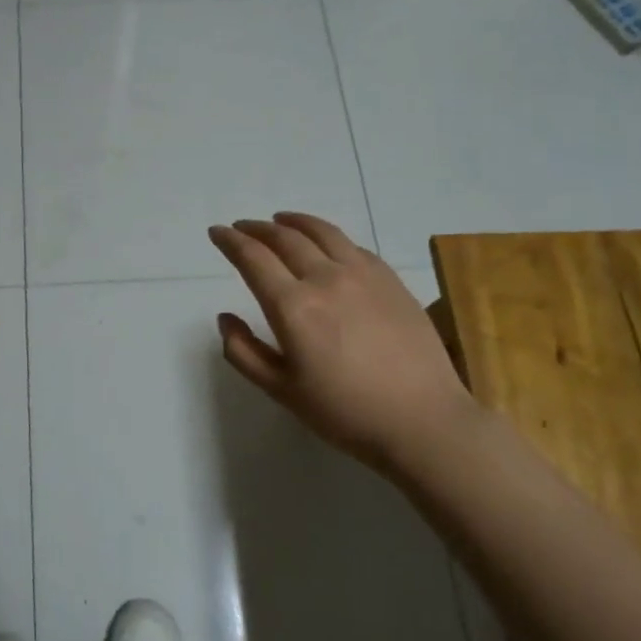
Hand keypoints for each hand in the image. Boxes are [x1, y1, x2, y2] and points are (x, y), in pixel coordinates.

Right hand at [208, 212, 475, 474]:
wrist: (423, 420)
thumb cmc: (344, 412)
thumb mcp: (281, 390)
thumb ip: (243, 352)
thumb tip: (225, 317)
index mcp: (293, 306)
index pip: (253, 258)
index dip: (230, 241)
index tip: (217, 232)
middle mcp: (325, 278)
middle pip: (284, 238)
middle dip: (256, 229)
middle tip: (242, 227)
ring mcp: (363, 274)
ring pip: (322, 232)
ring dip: (294, 222)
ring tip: (280, 220)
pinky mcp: (391, 279)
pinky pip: (352, 245)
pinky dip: (328, 236)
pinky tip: (326, 244)